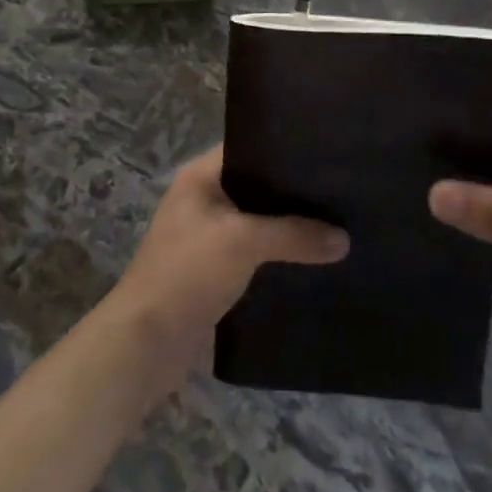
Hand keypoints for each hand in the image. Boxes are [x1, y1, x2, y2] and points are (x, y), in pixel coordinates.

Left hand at [106, 146, 347, 383]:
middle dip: (293, 193)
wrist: (146, 343)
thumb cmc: (188, 272)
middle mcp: (203, 199)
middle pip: (257, 187)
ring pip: (258, 223)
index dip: (284, 148)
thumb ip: (294, 234)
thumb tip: (344, 239)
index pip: (249, 147)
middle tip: (339, 191)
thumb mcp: (243, 242)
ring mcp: (207, 236)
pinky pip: (255, 254)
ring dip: (287, 228)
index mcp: (201, 176)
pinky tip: (312, 261)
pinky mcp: (214, 272)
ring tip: (335, 225)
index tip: (324, 153)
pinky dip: (278, 256)